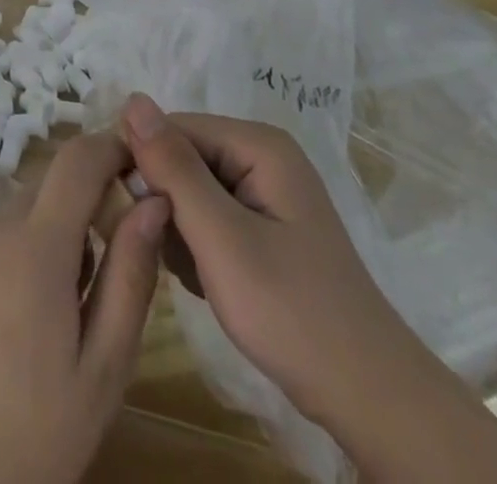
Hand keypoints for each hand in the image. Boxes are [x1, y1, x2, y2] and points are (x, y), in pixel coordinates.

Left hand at [0, 133, 170, 483]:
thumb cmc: (32, 436)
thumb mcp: (102, 370)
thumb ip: (130, 276)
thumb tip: (152, 202)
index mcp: (36, 247)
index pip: (77, 161)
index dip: (108, 148)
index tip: (134, 161)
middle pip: (46, 196)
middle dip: (77, 222)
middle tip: (89, 293)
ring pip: (14, 225)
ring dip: (38, 250)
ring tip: (42, 326)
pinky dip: (3, 267)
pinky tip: (0, 332)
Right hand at [117, 95, 399, 424]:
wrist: (366, 396)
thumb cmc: (292, 313)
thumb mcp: (222, 239)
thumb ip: (174, 168)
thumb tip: (132, 99)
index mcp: (258, 144)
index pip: (172, 128)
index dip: (144, 165)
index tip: (130, 217)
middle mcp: (262, 155)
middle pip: (182, 158)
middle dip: (167, 205)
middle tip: (178, 257)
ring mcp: (264, 191)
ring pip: (190, 190)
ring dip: (180, 232)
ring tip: (200, 276)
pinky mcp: (263, 225)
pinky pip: (208, 217)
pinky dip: (198, 248)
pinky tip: (210, 283)